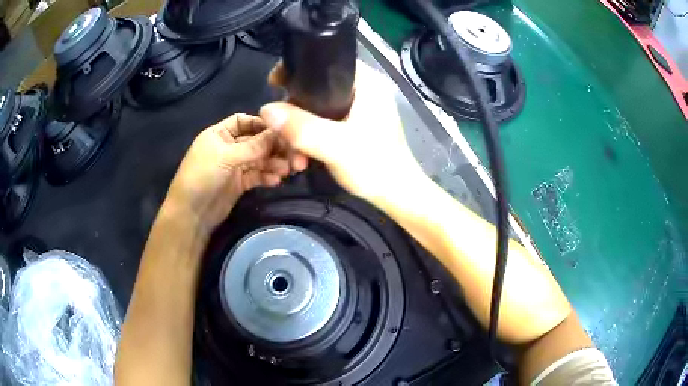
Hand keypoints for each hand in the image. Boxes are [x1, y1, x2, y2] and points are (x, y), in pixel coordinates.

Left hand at [164, 113, 307, 232]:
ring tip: (287, 170)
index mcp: (219, 134)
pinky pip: (257, 175)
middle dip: (272, 147)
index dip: (261, 124)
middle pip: (255, 141)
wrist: (191, 213)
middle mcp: (228, 147)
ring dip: (273, 163)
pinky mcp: (240, 184)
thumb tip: (279, 132)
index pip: (243, 121)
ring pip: (259, 159)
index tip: (281, 131)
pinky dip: (267, 176)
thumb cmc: (202, 176)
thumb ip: (253, 146)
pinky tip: (276, 181)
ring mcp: (234, 166)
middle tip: (292, 154)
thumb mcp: (226, 156)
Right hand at [259, 62, 422, 203]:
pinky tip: (303, 157)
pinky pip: (324, 122)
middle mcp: (363, 90)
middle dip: (294, 112)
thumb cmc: (376, 167)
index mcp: (366, 83)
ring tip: (294, 157)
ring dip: (300, 130)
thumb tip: (265, 109)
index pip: (326, 61)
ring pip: (317, 108)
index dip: (297, 69)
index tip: (275, 84)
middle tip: (281, 134)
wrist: (397, 196)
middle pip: (316, 88)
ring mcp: (359, 108)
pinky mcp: (355, 125)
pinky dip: (311, 137)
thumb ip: (301, 127)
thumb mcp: (335, 146)